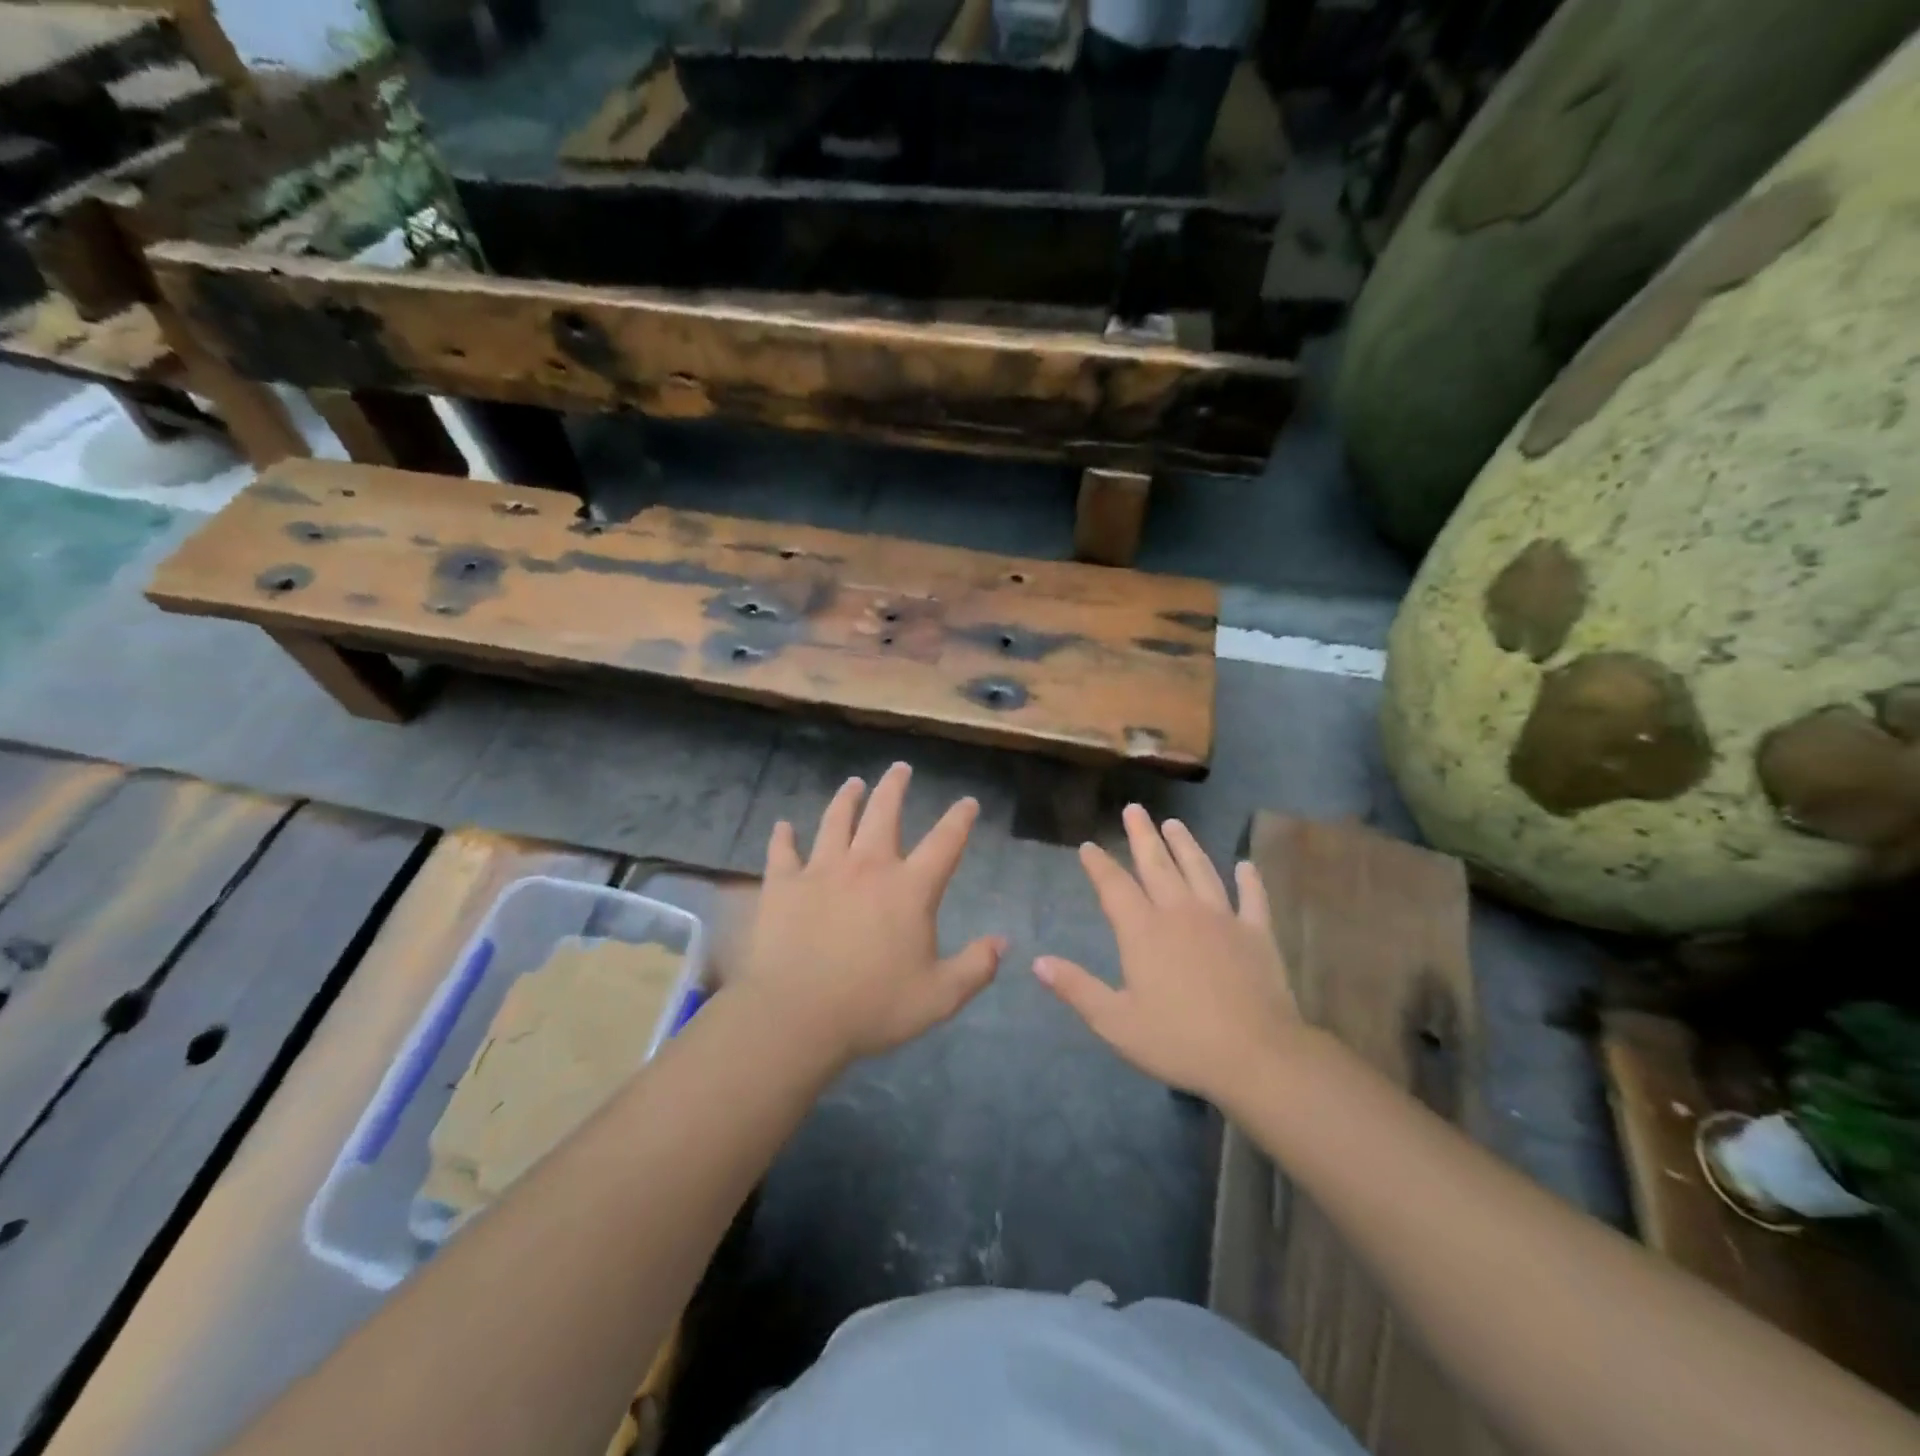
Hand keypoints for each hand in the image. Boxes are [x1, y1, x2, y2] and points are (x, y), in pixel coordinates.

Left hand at [738, 762, 1003, 1065]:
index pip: (944, 842)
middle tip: (900, 768)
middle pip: (885, 813)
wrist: (797, 1016)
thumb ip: (976, 967)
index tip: (967, 801)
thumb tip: (1003, 942)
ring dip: (846, 799)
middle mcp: (868, 866)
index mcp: (910, 888)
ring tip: (853, 783)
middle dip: (895, 787)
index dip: (960, 818)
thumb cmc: (873, 1007)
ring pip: (836, 821)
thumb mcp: (939, 997)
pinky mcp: (783, 884)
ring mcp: (822, 870)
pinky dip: (783, 837)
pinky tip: (783, 826)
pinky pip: (782, 851)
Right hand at [1034, 805, 1301, 1100]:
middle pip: (1157, 865)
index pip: (1114, 887)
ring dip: (1186, 845)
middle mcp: (1180, 913)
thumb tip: (1037, 962)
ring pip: (1200, 870)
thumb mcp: (1116, 1022)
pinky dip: (1249, 879)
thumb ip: (1077, 988)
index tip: (1088, 846)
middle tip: (1134, 809)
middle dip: (1142, 836)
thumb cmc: (1179, 1041)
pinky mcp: (1256, 933)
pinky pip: (1252, 898)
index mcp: (1143, 931)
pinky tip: (1245, 865)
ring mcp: (1222, 919)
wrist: (1256, 1056)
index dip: (1099, 864)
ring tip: (1175, 823)